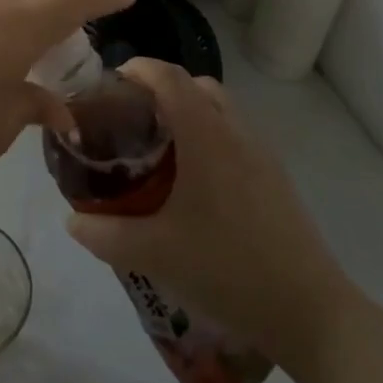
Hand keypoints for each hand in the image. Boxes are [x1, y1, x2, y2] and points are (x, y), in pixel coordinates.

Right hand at [64, 58, 355, 369]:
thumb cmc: (228, 270)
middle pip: (197, 84)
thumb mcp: (154, 254)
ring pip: (221, 109)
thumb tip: (71, 220)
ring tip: (161, 148)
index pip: (169, 76)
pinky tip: (195, 182)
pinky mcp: (277, 179)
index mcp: (206, 136)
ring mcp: (262, 154)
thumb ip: (105, 234)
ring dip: (189, 111)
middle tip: (132, 116)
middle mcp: (236, 132)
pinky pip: (236, 135)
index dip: (138, 68)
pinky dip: (210, 135)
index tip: (110, 82)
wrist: (311, 313)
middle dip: (162, 88)